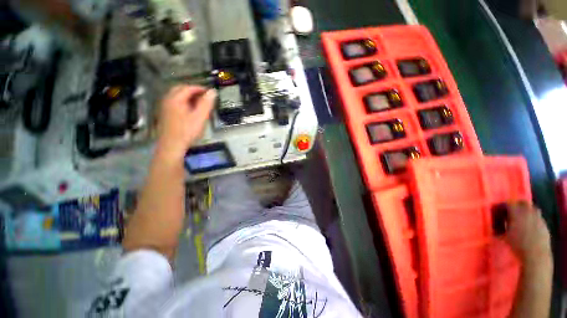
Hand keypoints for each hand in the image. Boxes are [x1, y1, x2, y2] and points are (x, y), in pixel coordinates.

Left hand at [156, 85, 215, 161]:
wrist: (172, 145)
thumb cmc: (187, 131)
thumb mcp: (200, 117)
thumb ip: (206, 103)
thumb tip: (213, 91)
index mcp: (176, 98)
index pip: (188, 87)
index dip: (200, 88)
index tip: (210, 93)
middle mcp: (168, 99)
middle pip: (180, 89)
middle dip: (193, 91)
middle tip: (204, 97)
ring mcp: (165, 107)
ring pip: (176, 96)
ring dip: (188, 96)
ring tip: (199, 103)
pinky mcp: (165, 114)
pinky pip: (174, 102)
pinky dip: (183, 102)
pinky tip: (189, 110)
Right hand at [504, 202, 551, 266]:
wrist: (536, 255)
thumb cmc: (518, 245)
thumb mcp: (505, 236)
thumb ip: (502, 227)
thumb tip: (498, 224)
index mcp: (516, 213)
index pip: (509, 203)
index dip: (504, 206)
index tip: (500, 211)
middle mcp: (528, 212)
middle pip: (522, 203)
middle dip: (517, 205)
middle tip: (511, 212)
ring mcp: (538, 217)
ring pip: (532, 209)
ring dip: (527, 212)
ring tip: (522, 219)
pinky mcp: (544, 224)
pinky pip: (538, 218)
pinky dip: (533, 219)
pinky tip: (530, 227)